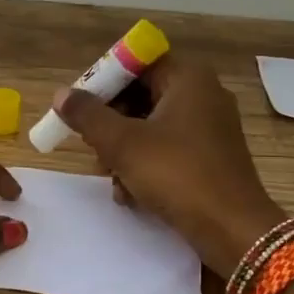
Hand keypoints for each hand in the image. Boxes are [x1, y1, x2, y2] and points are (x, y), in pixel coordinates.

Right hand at [54, 58, 286, 273]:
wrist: (233, 230)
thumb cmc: (176, 175)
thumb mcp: (122, 143)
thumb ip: (87, 115)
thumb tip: (61, 94)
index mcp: (188, 78)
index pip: (136, 63)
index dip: (103, 82)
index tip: (79, 108)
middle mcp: (203, 94)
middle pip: (142, 95)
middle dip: (111, 123)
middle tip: (92, 147)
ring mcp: (211, 127)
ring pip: (151, 126)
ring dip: (123, 151)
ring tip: (112, 178)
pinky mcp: (211, 157)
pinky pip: (168, 149)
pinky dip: (146, 166)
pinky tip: (131, 194)